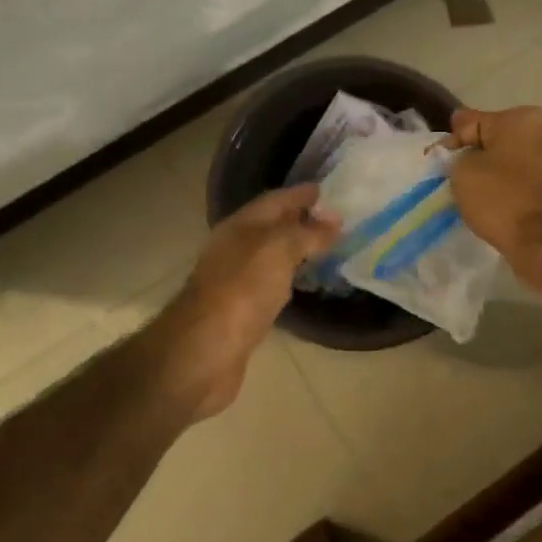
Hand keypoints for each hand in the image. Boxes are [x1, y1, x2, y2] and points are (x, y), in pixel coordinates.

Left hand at [158, 185, 340, 420]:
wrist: (204, 351)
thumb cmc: (241, 290)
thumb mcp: (278, 250)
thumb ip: (306, 233)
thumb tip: (333, 221)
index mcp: (240, 226)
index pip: (275, 200)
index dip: (301, 194)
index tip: (329, 191)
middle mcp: (235, 248)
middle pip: (272, 227)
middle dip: (301, 220)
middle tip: (337, 220)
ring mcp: (236, 280)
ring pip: (271, 255)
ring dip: (296, 250)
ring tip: (328, 247)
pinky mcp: (241, 311)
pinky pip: (271, 284)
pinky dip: (289, 278)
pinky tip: (305, 283)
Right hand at [447, 105, 541, 293]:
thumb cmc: (502, 199)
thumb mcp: (462, 172)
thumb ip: (456, 155)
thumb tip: (463, 156)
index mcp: (521, 118)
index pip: (469, 123)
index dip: (448, 143)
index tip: (434, 163)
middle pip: (494, 139)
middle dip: (474, 155)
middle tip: (454, 178)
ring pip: (512, 159)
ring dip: (493, 171)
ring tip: (475, 193)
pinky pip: (526, 178)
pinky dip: (510, 186)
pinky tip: (497, 202)